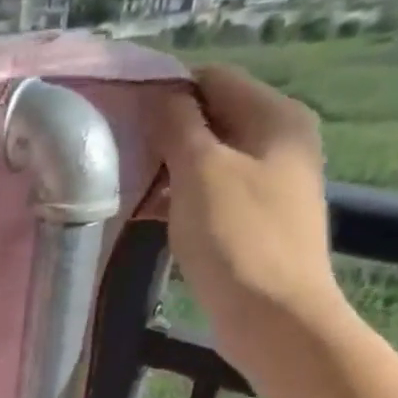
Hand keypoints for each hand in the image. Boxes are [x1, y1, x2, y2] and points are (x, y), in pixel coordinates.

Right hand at [145, 65, 351, 381]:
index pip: (213, 79)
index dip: (166, 92)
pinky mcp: (254, 223)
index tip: (120, 116)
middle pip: (211, 119)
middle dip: (163, 134)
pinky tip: (146, 214)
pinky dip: (179, 199)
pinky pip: (211, 195)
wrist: (274, 318)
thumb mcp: (200, 171)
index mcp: (276, 117)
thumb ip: (177, 125)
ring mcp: (269, 186)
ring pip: (208, 161)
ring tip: (124, 185)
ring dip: (167, 170)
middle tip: (117, 153)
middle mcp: (280, 143)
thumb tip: (160, 95)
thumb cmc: (237, 237)